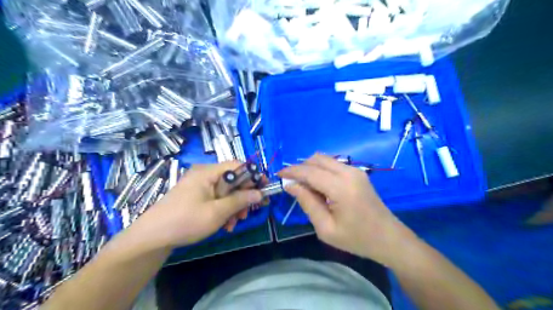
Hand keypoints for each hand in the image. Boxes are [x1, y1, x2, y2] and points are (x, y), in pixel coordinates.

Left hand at [134, 162, 262, 248]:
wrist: (152, 238)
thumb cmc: (186, 221)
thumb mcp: (217, 212)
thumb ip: (240, 200)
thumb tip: (259, 193)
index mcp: (208, 172)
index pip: (237, 165)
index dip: (253, 175)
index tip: (264, 188)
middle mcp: (204, 175)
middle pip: (233, 180)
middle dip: (243, 196)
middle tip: (249, 212)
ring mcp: (199, 186)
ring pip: (226, 191)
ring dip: (234, 206)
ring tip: (234, 223)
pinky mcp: (196, 197)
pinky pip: (216, 198)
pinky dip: (224, 210)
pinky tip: (224, 224)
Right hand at [282, 154, 413, 264]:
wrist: (389, 238)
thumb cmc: (357, 239)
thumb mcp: (326, 228)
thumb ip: (307, 202)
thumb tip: (290, 185)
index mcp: (341, 187)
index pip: (309, 171)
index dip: (291, 171)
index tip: (278, 175)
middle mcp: (348, 172)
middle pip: (316, 159)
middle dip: (300, 167)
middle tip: (291, 183)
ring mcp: (355, 170)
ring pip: (324, 159)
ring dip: (310, 168)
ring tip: (304, 186)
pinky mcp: (358, 173)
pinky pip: (333, 164)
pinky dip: (321, 170)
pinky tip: (319, 186)